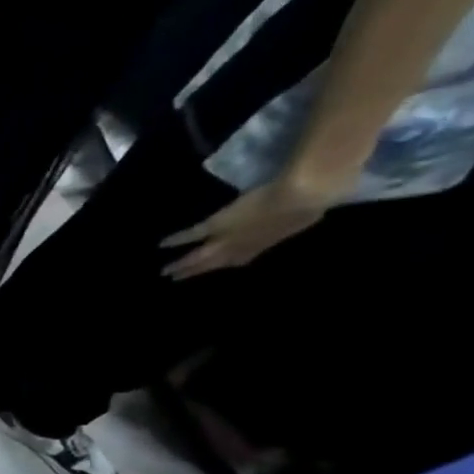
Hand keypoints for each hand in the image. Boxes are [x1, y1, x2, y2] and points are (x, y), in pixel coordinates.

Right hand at [159, 176, 337, 279]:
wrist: (304, 194)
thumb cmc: (312, 201)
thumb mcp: (307, 211)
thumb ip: (298, 214)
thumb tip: (304, 210)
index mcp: (261, 244)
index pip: (238, 259)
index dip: (224, 264)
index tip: (208, 270)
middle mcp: (242, 246)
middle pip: (213, 263)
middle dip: (194, 271)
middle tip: (174, 279)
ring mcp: (228, 238)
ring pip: (201, 256)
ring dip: (183, 264)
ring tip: (166, 271)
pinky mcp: (217, 225)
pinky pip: (193, 235)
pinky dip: (177, 240)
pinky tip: (161, 244)